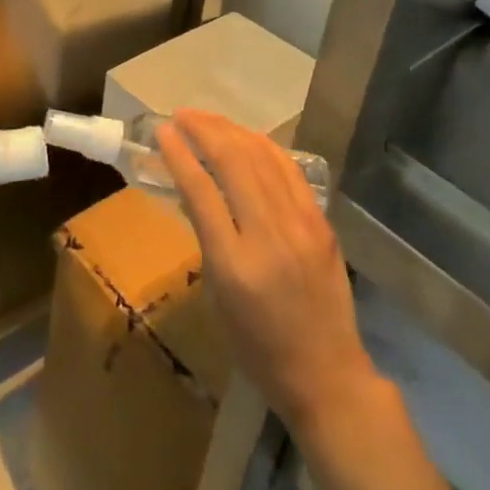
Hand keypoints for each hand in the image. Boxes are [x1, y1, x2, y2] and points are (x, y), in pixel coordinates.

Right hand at [157, 110, 384, 432]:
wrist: (326, 374)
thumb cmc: (259, 347)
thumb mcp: (218, 297)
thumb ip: (208, 239)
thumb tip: (197, 189)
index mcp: (235, 265)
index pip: (201, 192)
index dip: (179, 154)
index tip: (163, 131)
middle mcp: (269, 236)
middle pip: (233, 162)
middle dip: (204, 130)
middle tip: (182, 115)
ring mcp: (300, 225)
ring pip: (262, 157)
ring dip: (231, 130)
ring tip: (208, 119)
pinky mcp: (321, 222)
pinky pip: (288, 170)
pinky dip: (263, 146)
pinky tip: (247, 137)